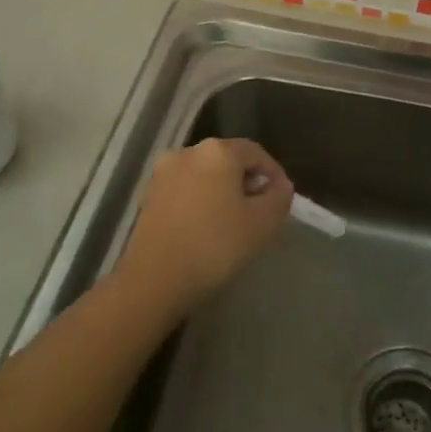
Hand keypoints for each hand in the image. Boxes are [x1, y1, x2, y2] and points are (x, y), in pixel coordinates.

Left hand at [117, 137, 293, 311]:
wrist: (154, 280)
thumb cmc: (215, 245)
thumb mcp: (263, 223)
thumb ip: (279, 198)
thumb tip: (280, 186)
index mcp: (217, 151)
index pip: (256, 153)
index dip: (274, 174)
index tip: (282, 200)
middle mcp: (187, 152)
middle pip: (228, 161)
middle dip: (247, 183)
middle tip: (261, 213)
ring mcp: (162, 174)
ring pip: (205, 176)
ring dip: (223, 193)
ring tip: (235, 224)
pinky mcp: (148, 196)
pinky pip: (185, 191)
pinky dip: (201, 202)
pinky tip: (207, 229)